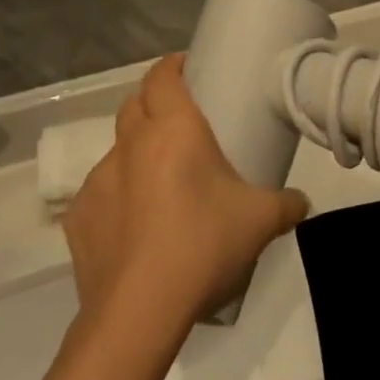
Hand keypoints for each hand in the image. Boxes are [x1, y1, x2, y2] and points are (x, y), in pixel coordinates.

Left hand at [61, 55, 309, 330]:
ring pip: (116, 150)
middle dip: (154, 102)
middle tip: (182, 121)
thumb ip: (288, 204)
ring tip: (162, 180)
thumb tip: (302, 204)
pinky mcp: (77, 221)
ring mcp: (97, 183)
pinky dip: (117, 196)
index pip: (161, 76)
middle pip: (134, 105)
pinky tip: (136, 225)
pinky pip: (100, 194)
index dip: (172, 66)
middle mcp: (130, 145)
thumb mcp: (261, 220)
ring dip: (137, 152)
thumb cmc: (204, 244)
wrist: (139, 313)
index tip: (189, 69)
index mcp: (173, 129)